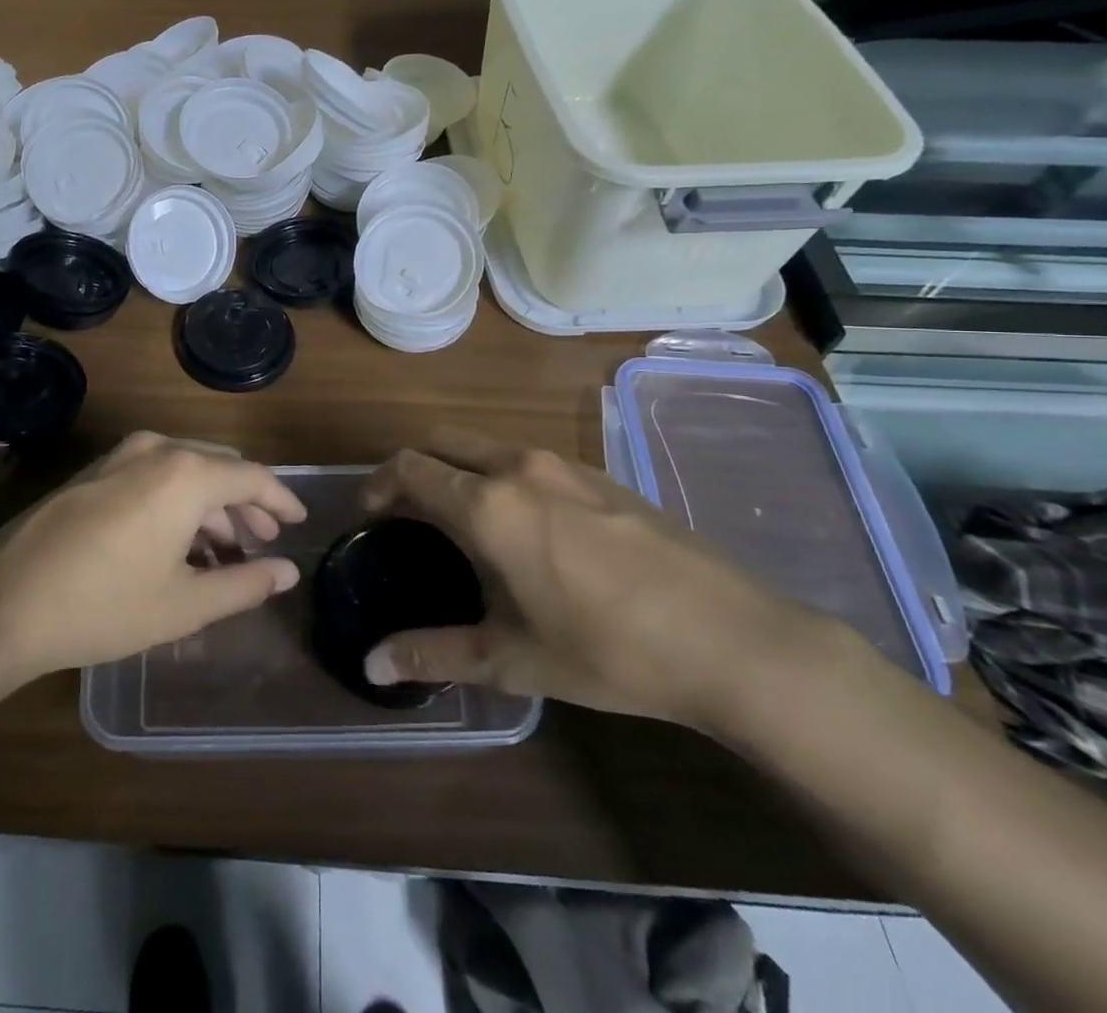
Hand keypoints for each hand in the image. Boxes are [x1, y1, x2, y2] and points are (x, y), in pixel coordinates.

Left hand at [0, 433, 305, 685]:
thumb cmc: (104, 606)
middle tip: (263, 542)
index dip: (282, 500)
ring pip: (185, 471)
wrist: (3, 604)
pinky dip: (177, 502)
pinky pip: (153, 475)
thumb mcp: (185, 604)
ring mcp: (119, 456)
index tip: (298, 522)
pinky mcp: (93, 472)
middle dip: (246, 504)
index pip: (254, 478)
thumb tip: (286, 572)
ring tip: (222, 553)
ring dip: (210, 506)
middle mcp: (157, 450)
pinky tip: (176, 543)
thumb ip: (244, 584)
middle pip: (219, 469)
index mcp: (187, 474)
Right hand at [358, 428, 816, 728]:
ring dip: (459, 469)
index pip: (409, 467)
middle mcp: (518, 466)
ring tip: (463, 523)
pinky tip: (530, 531)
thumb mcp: (513, 660)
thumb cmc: (610, 649)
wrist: (735, 640)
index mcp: (487, 504)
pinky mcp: (602, 475)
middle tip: (407, 515)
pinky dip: (502, 476)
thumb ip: (434, 654)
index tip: (370, 516)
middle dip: (413, 467)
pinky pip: (529, 460)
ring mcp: (565, 464)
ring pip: (487, 445)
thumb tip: (371, 664)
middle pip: (442, 441)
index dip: (378, 484)